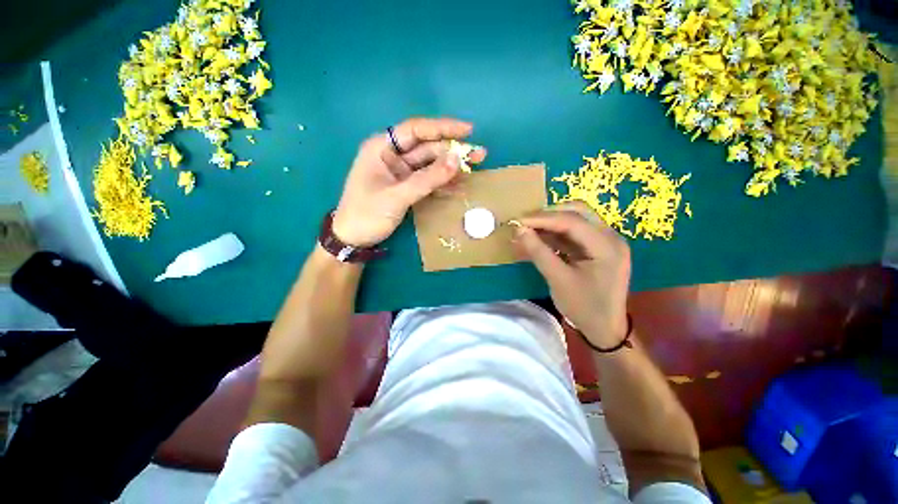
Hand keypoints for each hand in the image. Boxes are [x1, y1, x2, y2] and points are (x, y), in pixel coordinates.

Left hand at [332, 117, 486, 246]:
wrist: (353, 239)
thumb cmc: (367, 214)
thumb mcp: (397, 196)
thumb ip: (427, 179)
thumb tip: (457, 160)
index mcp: (382, 147)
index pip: (416, 129)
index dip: (443, 128)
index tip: (468, 130)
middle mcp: (392, 155)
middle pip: (427, 147)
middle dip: (452, 150)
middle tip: (479, 154)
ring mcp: (401, 172)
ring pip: (430, 164)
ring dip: (451, 166)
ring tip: (475, 167)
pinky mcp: (407, 186)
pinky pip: (428, 180)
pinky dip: (443, 182)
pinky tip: (459, 184)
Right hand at [514, 202, 630, 347]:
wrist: (605, 329)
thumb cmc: (584, 307)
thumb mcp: (558, 280)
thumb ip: (539, 252)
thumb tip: (519, 230)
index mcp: (606, 246)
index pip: (572, 221)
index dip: (542, 219)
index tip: (518, 221)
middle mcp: (610, 237)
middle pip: (578, 212)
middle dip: (548, 215)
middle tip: (525, 222)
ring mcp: (605, 242)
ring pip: (575, 220)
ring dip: (551, 223)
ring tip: (528, 229)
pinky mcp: (597, 248)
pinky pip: (574, 233)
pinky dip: (555, 234)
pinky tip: (539, 238)